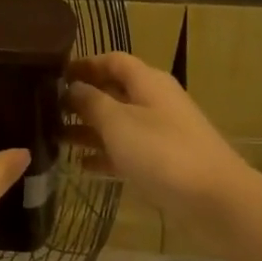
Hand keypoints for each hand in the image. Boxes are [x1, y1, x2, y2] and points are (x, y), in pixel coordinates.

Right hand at [65, 52, 257, 230]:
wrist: (215, 200)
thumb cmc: (163, 153)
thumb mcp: (119, 123)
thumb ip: (91, 102)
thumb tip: (73, 87)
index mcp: (148, 82)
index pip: (113, 61)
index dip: (84, 64)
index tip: (54, 76)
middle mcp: (155, 101)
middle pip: (114, 91)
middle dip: (82, 99)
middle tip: (46, 110)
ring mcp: (160, 133)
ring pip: (118, 123)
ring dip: (89, 128)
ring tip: (54, 138)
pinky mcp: (163, 162)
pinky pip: (127, 151)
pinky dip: (105, 155)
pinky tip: (80, 166)